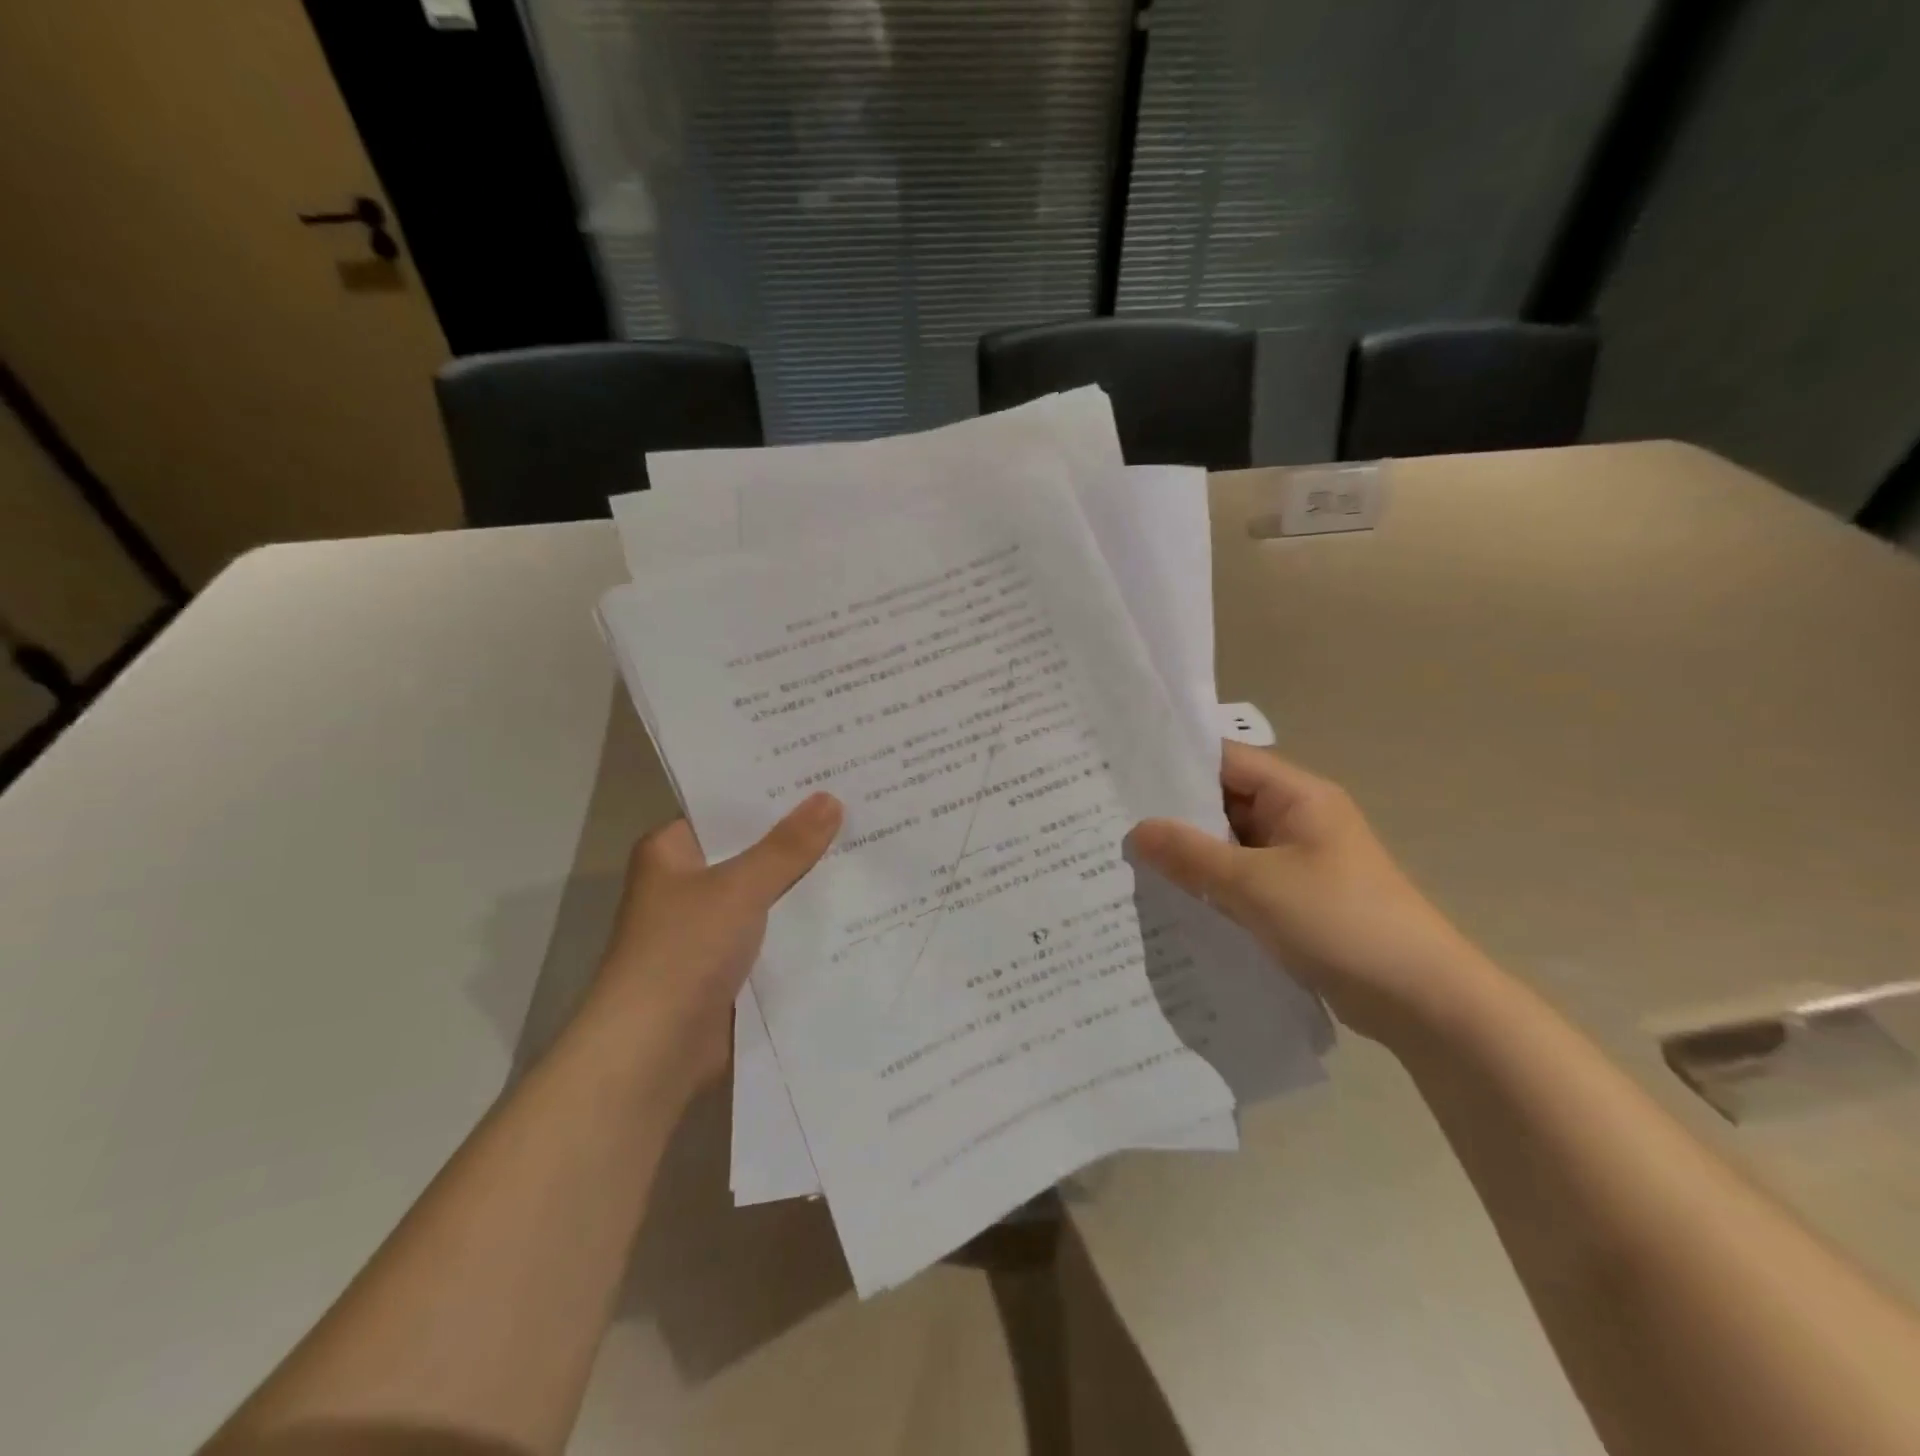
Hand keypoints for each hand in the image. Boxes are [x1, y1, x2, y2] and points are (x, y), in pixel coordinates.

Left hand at [585, 792, 841, 1099]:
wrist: (652, 1052)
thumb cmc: (683, 951)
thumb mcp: (739, 888)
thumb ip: (787, 846)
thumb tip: (830, 798)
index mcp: (673, 851)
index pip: (729, 807)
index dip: (774, 792)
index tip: (826, 773)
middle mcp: (688, 883)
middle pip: (752, 849)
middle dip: (800, 836)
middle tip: (859, 804)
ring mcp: (709, 926)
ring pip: (767, 892)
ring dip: (805, 881)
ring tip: (867, 846)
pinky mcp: (729, 964)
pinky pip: (773, 930)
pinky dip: (801, 922)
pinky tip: (851, 903)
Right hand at [1127, 744, 1487, 1041]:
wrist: (1421, 1000)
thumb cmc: (1340, 921)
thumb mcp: (1255, 884)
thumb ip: (1192, 855)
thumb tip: (1137, 830)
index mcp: (1298, 796)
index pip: (1225, 761)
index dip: (1175, 763)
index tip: (1122, 774)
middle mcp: (1297, 819)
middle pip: (1224, 802)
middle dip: (1173, 814)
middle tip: (1111, 819)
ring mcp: (1298, 861)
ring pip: (1230, 845)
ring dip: (1190, 854)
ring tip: (1127, 857)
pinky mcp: (1296, 899)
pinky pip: (1242, 880)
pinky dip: (1210, 885)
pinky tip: (1169, 897)